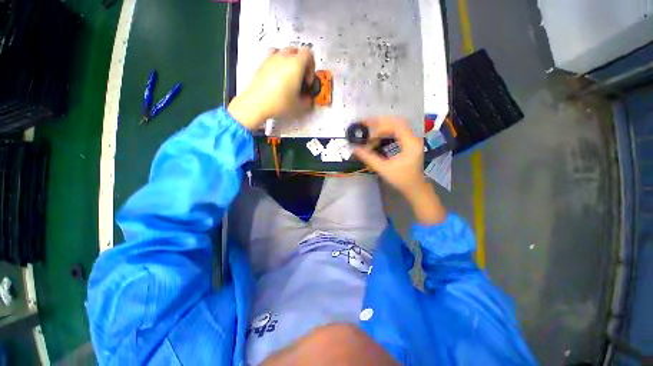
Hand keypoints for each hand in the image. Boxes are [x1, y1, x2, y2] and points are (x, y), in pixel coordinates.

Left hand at [228, 47, 314, 129]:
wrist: (257, 103)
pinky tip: (277, 74)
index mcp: (296, 64)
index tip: (308, 81)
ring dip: (290, 60)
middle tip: (300, 78)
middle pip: (297, 51)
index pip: (308, 53)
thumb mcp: (299, 105)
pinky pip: (273, 55)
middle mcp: (284, 56)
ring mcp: (272, 58)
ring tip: (288, 75)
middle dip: (301, 63)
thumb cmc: (281, 103)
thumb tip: (308, 98)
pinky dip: (278, 61)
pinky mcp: (262, 63)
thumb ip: (307, 100)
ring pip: (284, 51)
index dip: (311, 66)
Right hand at [353, 117, 425, 195]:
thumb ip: (369, 158)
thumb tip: (355, 148)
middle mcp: (413, 138)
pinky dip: (386, 131)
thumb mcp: (383, 169)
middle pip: (397, 122)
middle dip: (380, 122)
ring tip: (369, 127)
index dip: (380, 127)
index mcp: (411, 143)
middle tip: (365, 122)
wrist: (414, 187)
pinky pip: (397, 131)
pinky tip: (377, 135)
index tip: (368, 135)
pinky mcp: (409, 142)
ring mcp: (412, 139)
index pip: (396, 126)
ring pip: (397, 125)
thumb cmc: (401, 179)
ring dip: (382, 125)